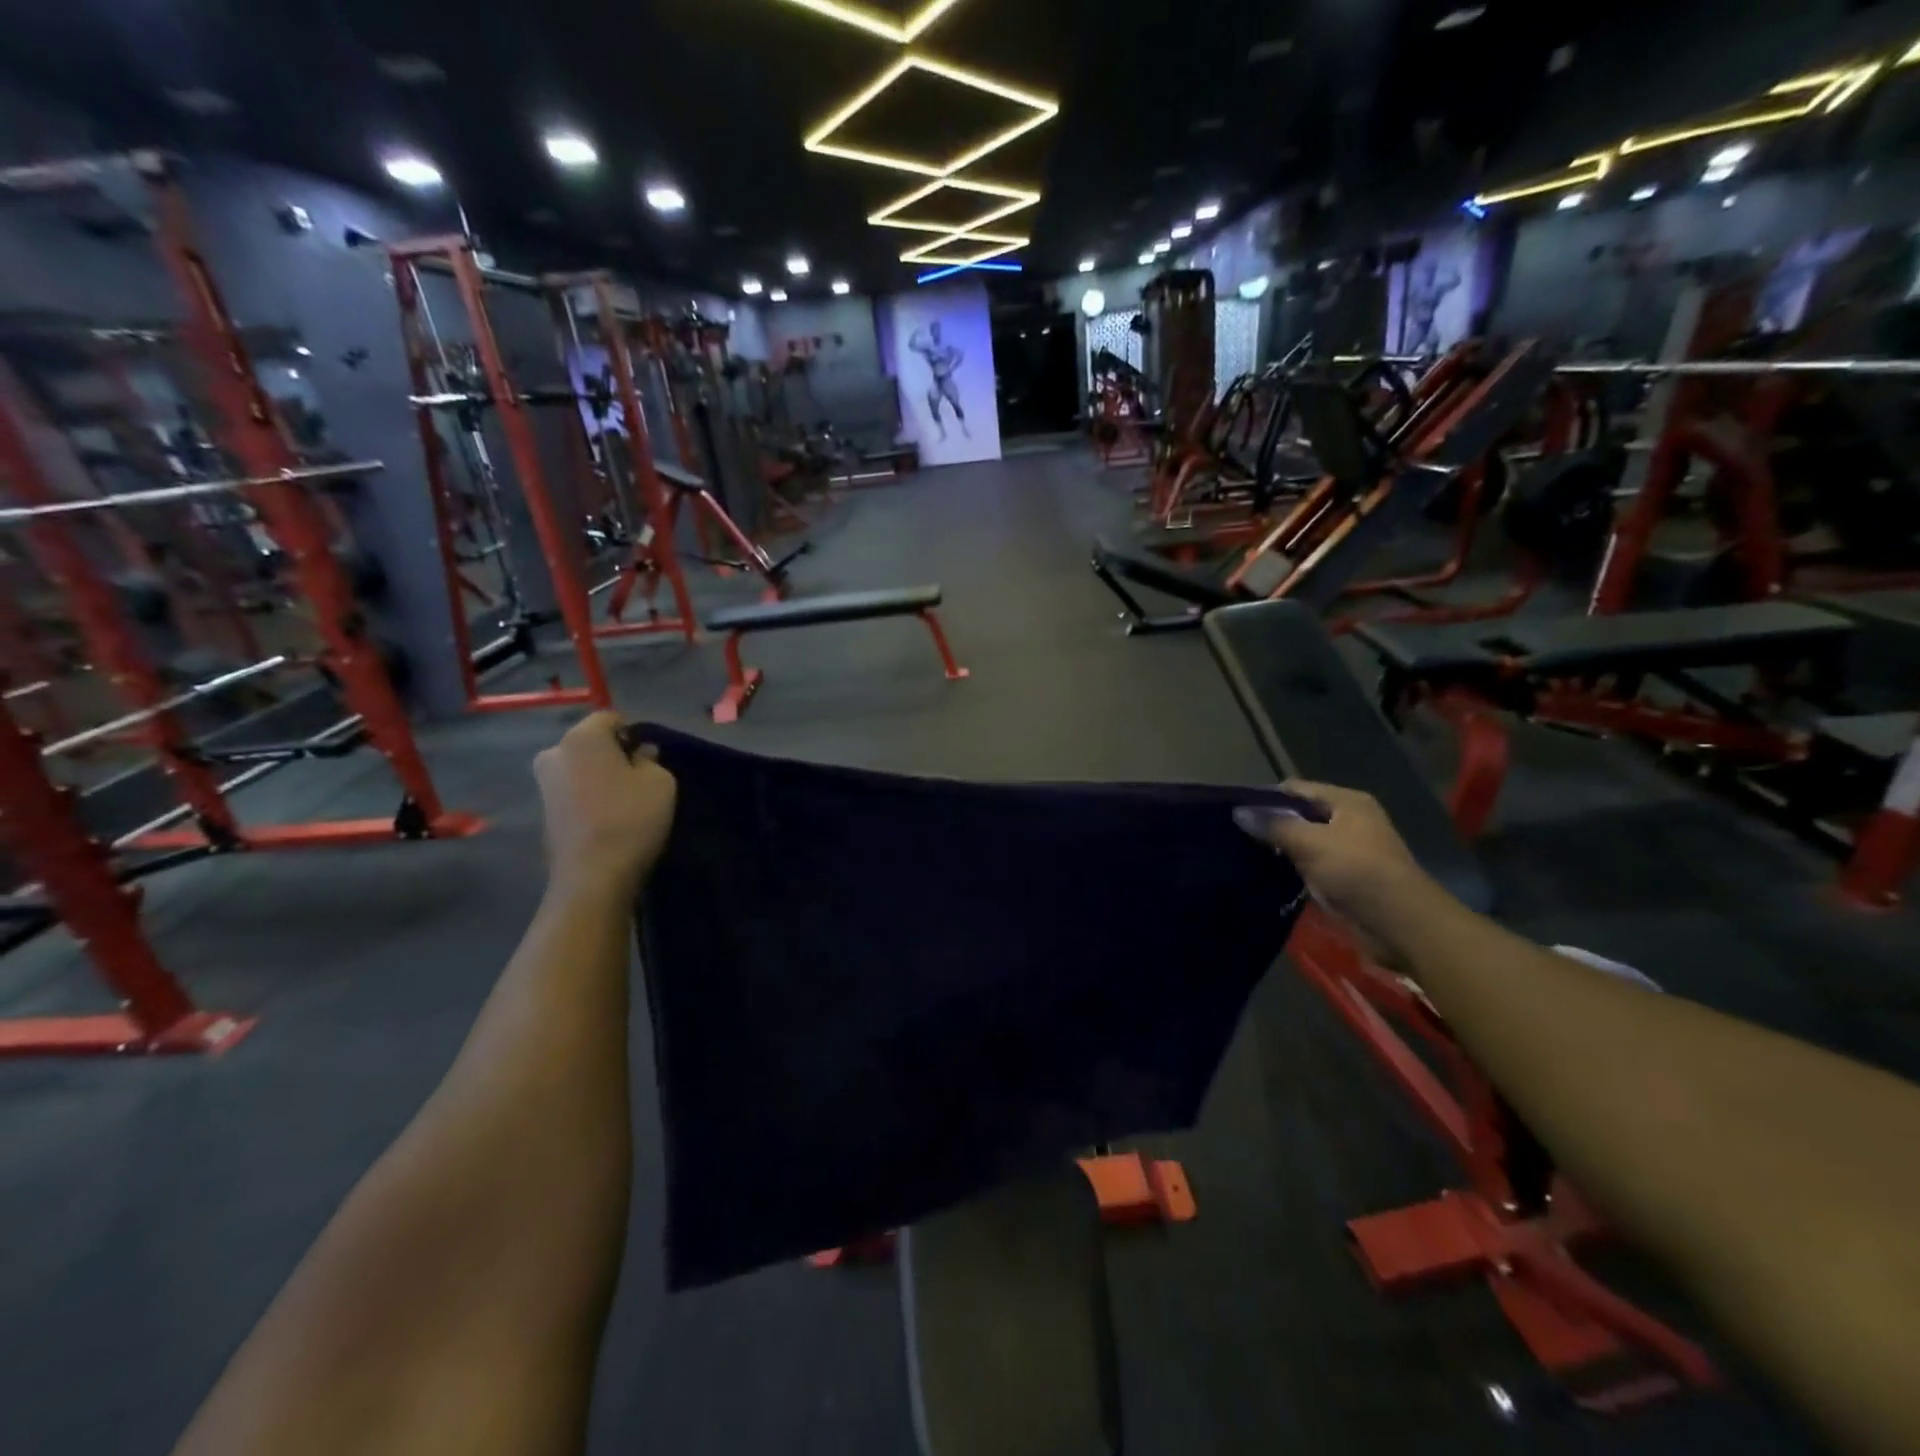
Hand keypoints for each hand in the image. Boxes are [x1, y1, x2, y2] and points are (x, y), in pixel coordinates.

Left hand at [533, 713, 676, 895]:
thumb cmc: (631, 818)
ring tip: (625, 799)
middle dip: (612, 753)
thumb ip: (650, 759)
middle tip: (638, 776)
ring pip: (579, 767)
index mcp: (581, 737)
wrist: (593, 876)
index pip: (610, 717)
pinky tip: (607, 816)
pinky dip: (588, 796)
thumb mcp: (661, 782)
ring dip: (599, 776)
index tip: (650, 755)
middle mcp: (554, 753)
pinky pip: (572, 791)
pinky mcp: (543, 812)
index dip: (633, 732)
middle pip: (589, 742)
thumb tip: (639, 754)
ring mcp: (543, 784)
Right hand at [1234, 782, 1441, 953]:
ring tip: (1240, 854)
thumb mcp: (1311, 843)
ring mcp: (1346, 851)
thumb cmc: (1358, 872)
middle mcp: (1348, 821)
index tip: (1234, 811)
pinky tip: (1262, 875)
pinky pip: (1308, 866)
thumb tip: (1237, 811)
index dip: (1266, 797)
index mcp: (1347, 802)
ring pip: (1302, 842)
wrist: (1401, 925)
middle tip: (1233, 834)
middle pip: (1299, 815)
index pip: (1297, 789)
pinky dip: (1289, 869)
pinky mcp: (1343, 878)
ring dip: (1278, 849)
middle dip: (1270, 824)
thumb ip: (1274, 825)